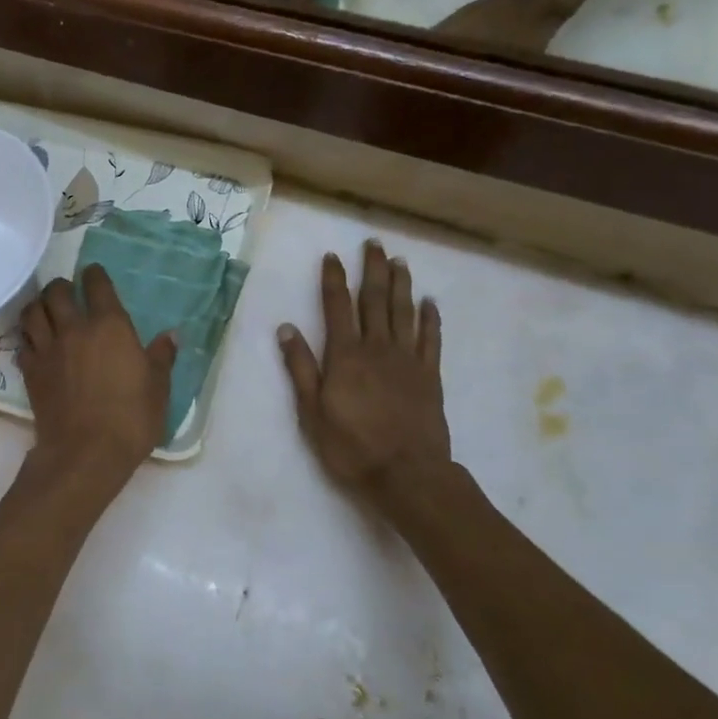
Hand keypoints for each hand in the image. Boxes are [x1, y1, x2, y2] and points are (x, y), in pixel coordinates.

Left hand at [18, 266, 176, 495]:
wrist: (86, 453)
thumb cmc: (131, 418)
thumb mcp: (158, 387)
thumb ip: (162, 357)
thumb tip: (172, 335)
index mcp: (109, 325)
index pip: (97, 285)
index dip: (95, 274)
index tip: (93, 273)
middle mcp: (74, 328)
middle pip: (56, 292)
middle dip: (61, 286)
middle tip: (67, 292)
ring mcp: (48, 349)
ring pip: (32, 312)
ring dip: (38, 306)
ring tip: (45, 311)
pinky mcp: (31, 371)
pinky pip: (23, 343)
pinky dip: (28, 337)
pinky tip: (35, 344)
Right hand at [277, 241, 452, 509]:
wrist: (407, 474)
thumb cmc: (351, 446)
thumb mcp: (311, 412)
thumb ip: (300, 368)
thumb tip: (286, 329)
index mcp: (345, 355)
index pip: (337, 307)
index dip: (333, 280)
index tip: (332, 256)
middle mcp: (377, 348)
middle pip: (375, 300)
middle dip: (372, 270)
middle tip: (373, 244)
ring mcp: (407, 360)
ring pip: (404, 312)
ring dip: (401, 285)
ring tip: (399, 261)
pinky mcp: (429, 375)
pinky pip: (430, 339)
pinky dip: (431, 318)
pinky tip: (430, 302)